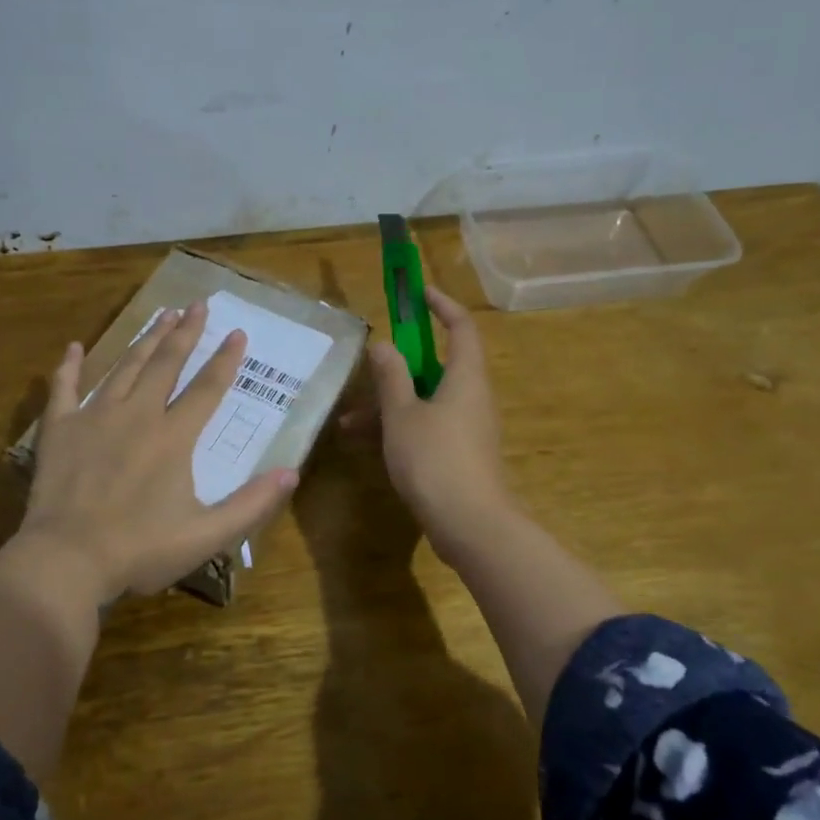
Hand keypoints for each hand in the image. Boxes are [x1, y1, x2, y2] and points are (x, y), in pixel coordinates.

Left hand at [15, 301, 298, 598]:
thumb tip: (291, 473)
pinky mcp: (59, 429)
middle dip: (185, 333)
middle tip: (198, 305)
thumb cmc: (140, 550)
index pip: (207, 388)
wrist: (67, 560)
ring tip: (162, 315)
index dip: (225, 360)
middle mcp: (137, 415)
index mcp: (173, 437)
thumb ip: (251, 504)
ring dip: (145, 340)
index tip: (238, 333)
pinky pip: (64, 388)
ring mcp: (95, 417)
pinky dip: (69, 367)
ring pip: (125, 368)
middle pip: (166, 364)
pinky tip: (74, 347)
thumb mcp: (206, 536)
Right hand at [354, 287, 517, 553]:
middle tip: (370, 361)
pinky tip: (364, 444)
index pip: (461, 327)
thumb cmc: (435, 460)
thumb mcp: (402, 415)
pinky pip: (426, 427)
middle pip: (437, 366)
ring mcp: (466, 428)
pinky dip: (398, 428)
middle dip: (399, 365)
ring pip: (425, 401)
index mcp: (465, 378)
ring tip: (348, 421)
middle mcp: (471, 398)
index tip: (418, 294)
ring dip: (389, 404)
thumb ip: (391, 377)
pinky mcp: (459, 454)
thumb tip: (384, 345)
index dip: (442, 305)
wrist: (470, 526)